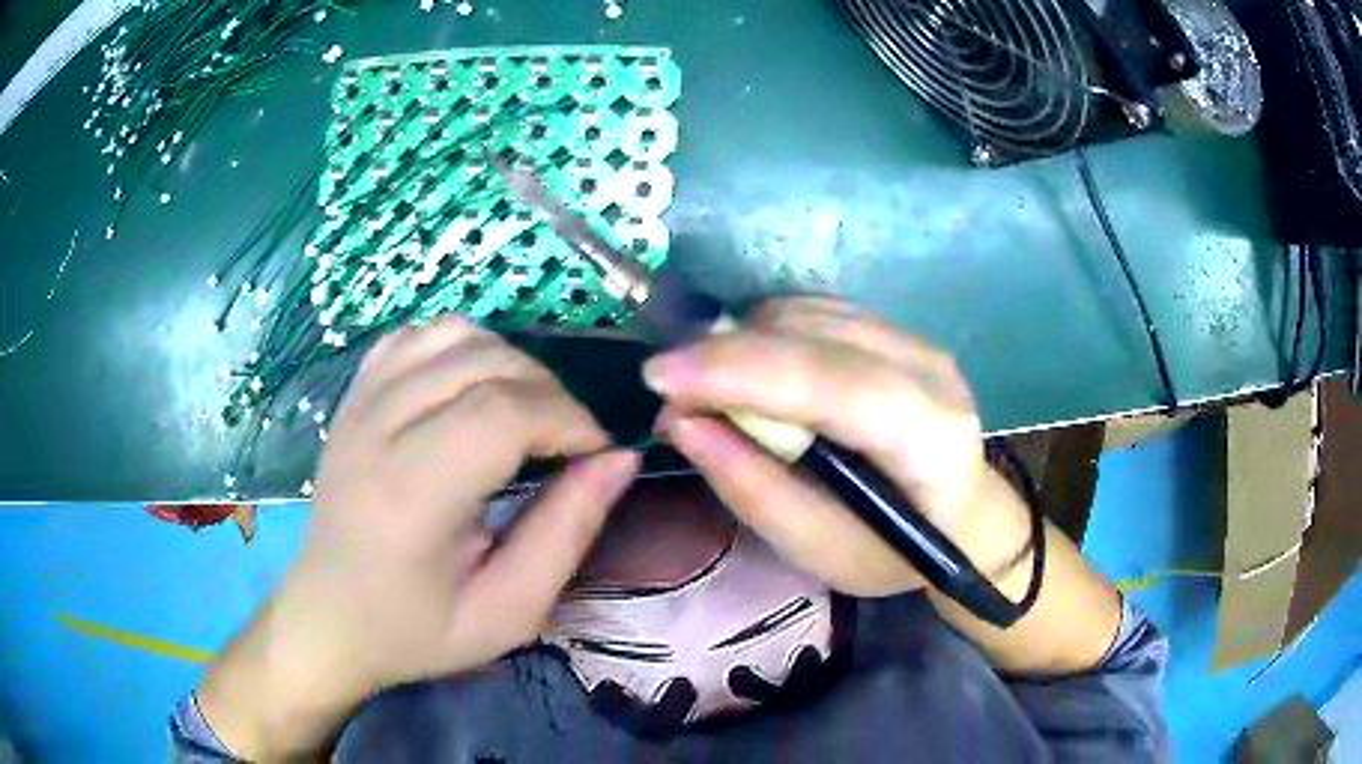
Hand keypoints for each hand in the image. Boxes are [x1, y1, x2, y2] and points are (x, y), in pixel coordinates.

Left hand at [197, 316, 638, 757]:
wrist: (329, 618)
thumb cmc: (417, 629)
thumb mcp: (508, 611)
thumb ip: (567, 533)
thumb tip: (620, 459)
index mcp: (411, 496)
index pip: (502, 413)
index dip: (568, 420)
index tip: (596, 455)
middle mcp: (376, 431)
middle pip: (483, 362)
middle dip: (549, 392)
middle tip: (568, 442)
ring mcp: (357, 404)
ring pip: (452, 334)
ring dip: (509, 363)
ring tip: (525, 413)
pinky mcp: (351, 396)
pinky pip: (415, 337)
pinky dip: (459, 347)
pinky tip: (471, 389)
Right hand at [643, 297, 1028, 596]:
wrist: (960, 516)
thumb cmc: (894, 553)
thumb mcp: (821, 551)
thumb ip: (755, 490)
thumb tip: (684, 424)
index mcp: (929, 436)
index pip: (833, 383)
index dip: (742, 372)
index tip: (659, 379)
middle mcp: (928, 368)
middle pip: (812, 335)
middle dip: (724, 355)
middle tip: (668, 398)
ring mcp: (913, 339)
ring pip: (804, 313)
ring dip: (738, 344)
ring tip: (704, 393)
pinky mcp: (892, 329)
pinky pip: (810, 311)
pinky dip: (762, 336)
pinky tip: (746, 374)